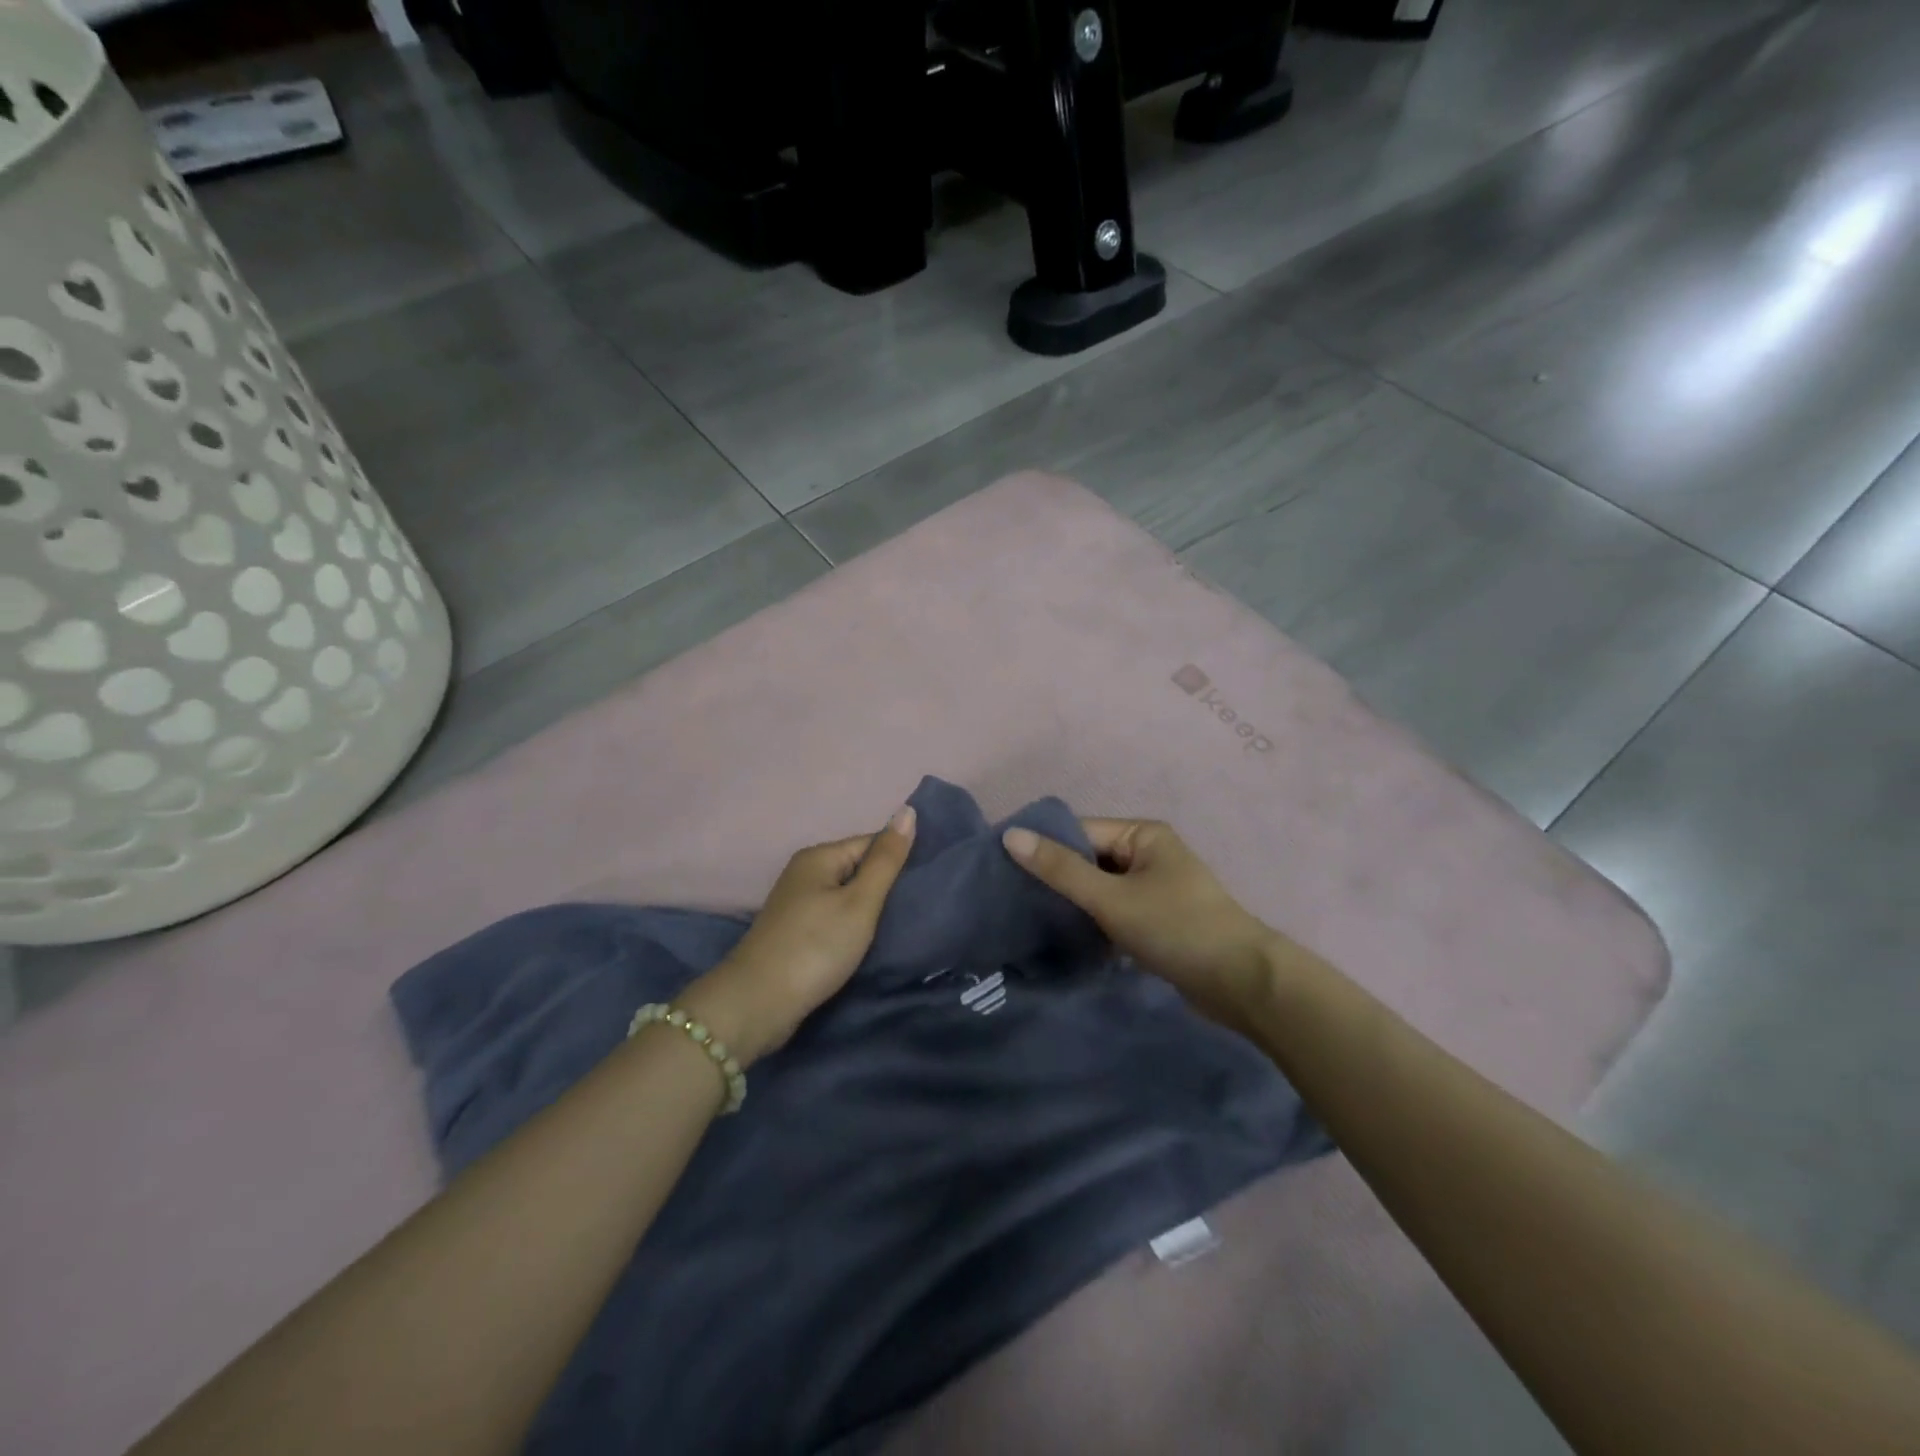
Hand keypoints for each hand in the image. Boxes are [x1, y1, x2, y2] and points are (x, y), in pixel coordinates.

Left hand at [679, 805, 916, 1065]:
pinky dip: (854, 925)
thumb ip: (886, 859)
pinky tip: (872, 940)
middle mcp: (805, 872)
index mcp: (819, 856)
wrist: (758, 1004)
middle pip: (858, 868)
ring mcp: (797, 903)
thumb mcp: (860, 902)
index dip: (900, 858)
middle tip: (921, 904)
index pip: (871, 843)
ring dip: (871, 908)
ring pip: (847, 895)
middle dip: (887, 884)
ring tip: (904, 922)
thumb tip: (907, 810)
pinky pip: (834, 917)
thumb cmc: (815, 947)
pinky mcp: (796, 932)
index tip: (930, 880)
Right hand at [1002, 819, 1282, 1030]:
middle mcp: (1147, 854)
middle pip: (1088, 859)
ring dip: (1072, 903)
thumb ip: (1060, 869)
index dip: (1042, 847)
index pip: (1079, 832)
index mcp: (1141, 834)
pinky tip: (1061, 937)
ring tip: (1026, 918)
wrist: (1242, 984)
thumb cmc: (1176, 927)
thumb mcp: (1112, 898)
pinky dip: (1091, 922)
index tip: (1000, 866)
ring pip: (1099, 889)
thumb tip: (1010, 835)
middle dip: (1054, 878)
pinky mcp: (1156, 920)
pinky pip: (1112, 912)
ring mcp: (1153, 888)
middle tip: (1008, 897)